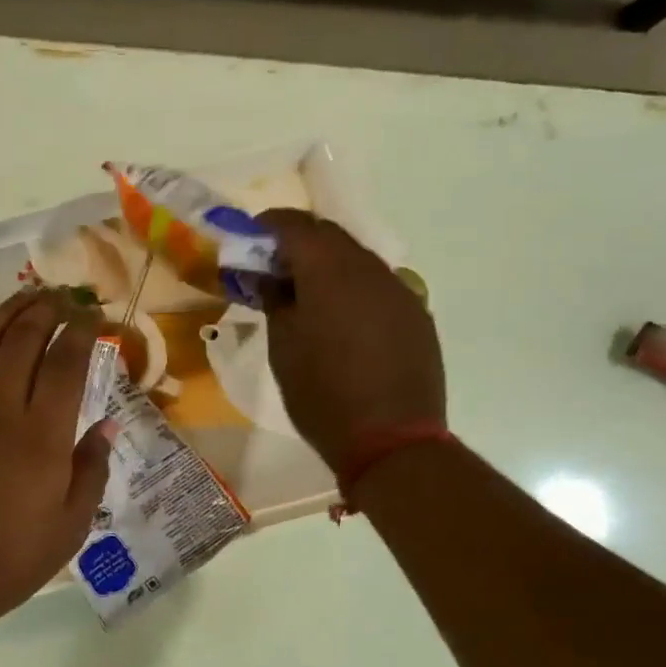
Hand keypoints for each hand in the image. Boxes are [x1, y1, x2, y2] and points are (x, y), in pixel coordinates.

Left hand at [0, 290, 116, 632]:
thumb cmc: (9, 560)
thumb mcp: (69, 526)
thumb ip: (91, 470)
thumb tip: (107, 425)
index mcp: (42, 436)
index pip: (64, 363)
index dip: (81, 331)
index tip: (94, 318)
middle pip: (22, 338)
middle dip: (46, 310)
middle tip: (63, 299)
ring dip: (6, 312)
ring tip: (26, 299)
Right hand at [259, 209, 445, 470]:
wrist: (391, 441)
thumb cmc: (322, 395)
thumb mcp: (283, 349)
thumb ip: (276, 302)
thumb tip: (270, 279)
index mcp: (331, 272)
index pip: (296, 226)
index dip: (268, 225)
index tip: (248, 237)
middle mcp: (371, 270)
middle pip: (330, 238)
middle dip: (298, 243)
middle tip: (272, 267)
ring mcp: (400, 292)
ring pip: (357, 262)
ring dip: (327, 267)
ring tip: (304, 296)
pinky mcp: (417, 316)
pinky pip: (378, 288)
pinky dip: (352, 290)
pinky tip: (340, 321)